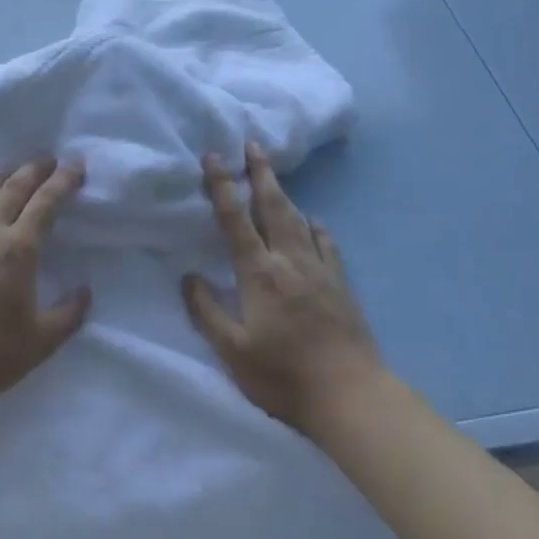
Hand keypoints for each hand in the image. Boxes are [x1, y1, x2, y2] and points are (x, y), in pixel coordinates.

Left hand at [0, 157, 91, 414]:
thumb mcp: (42, 342)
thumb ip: (69, 314)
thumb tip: (85, 292)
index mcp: (18, 250)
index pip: (45, 203)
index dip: (62, 181)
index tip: (75, 165)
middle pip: (12, 189)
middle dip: (33, 170)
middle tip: (47, 159)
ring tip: (10, 174)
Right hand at [182, 142, 385, 432]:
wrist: (350, 394)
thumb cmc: (283, 376)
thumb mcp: (233, 351)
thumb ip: (208, 312)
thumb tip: (188, 276)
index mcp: (260, 274)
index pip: (236, 221)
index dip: (222, 187)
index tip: (214, 157)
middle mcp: (290, 262)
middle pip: (273, 207)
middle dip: (261, 174)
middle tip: (253, 144)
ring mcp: (320, 271)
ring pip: (300, 221)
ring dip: (284, 194)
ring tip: (274, 175)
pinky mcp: (341, 285)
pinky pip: (328, 245)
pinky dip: (318, 228)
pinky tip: (316, 223)